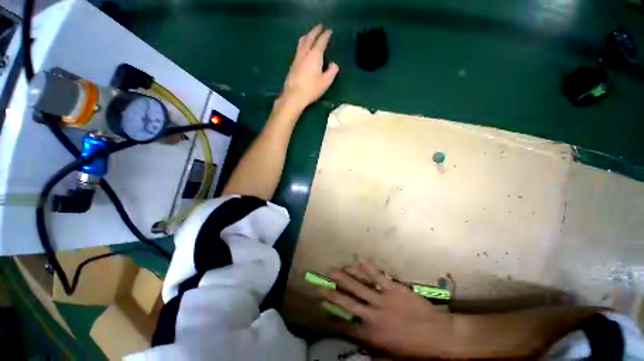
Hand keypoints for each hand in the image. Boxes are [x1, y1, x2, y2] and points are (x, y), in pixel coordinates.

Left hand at [280, 24, 339, 110]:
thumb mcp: (325, 82)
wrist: (293, 96)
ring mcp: (297, 58)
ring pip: (302, 42)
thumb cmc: (311, 89)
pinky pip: (298, 48)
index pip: (321, 41)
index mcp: (315, 55)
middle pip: (309, 37)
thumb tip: (333, 64)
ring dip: (307, 35)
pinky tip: (303, 48)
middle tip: (320, 26)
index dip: (326, 35)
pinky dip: (303, 43)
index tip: (329, 31)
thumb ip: (332, 71)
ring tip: (311, 34)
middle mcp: (305, 53)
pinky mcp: (292, 64)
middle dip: (315, 31)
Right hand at [322, 262, 456, 357]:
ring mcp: (384, 300)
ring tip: (334, 271)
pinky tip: (360, 261)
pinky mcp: (394, 289)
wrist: (440, 336)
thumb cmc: (415, 350)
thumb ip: (373, 351)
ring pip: (360, 287)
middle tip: (321, 286)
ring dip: (346, 278)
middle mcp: (374, 316)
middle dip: (334, 295)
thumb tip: (358, 345)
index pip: (348, 327)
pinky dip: (368, 269)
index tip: (325, 310)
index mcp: (373, 335)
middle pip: (349, 304)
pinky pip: (378, 277)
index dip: (335, 319)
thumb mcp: (392, 356)